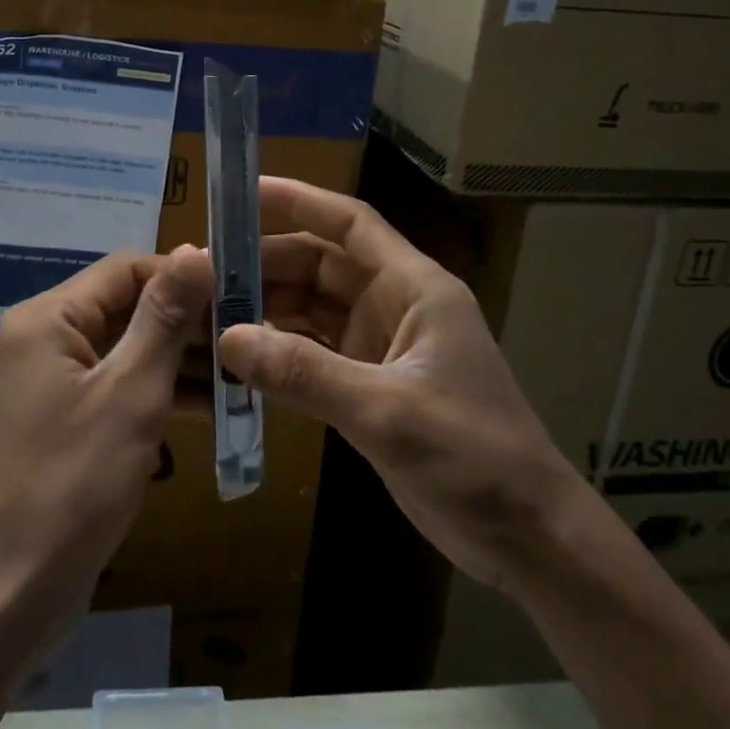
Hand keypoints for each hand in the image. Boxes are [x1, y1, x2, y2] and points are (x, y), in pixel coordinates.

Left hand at [0, 246, 213, 620]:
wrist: (11, 595)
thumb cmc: (73, 484)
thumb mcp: (131, 393)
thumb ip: (165, 318)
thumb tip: (196, 249)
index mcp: (48, 319)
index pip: (126, 269)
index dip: (183, 276)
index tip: (241, 293)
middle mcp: (45, 338)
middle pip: (128, 308)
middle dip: (188, 322)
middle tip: (251, 337)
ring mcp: (53, 381)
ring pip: (129, 349)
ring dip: (181, 360)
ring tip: (243, 374)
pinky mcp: (65, 418)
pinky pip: (119, 386)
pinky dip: (160, 392)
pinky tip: (213, 408)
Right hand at [217, 178, 577, 596]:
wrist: (526, 535)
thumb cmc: (474, 458)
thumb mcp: (388, 412)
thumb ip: (306, 373)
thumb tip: (229, 338)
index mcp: (414, 288)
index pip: (350, 224)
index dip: (298, 200)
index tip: (241, 193)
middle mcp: (394, 305)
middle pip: (319, 266)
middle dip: (265, 265)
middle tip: (203, 275)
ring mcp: (380, 346)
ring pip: (311, 309)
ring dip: (266, 310)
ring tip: (208, 314)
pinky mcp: (369, 385)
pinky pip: (312, 353)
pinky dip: (278, 353)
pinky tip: (238, 360)